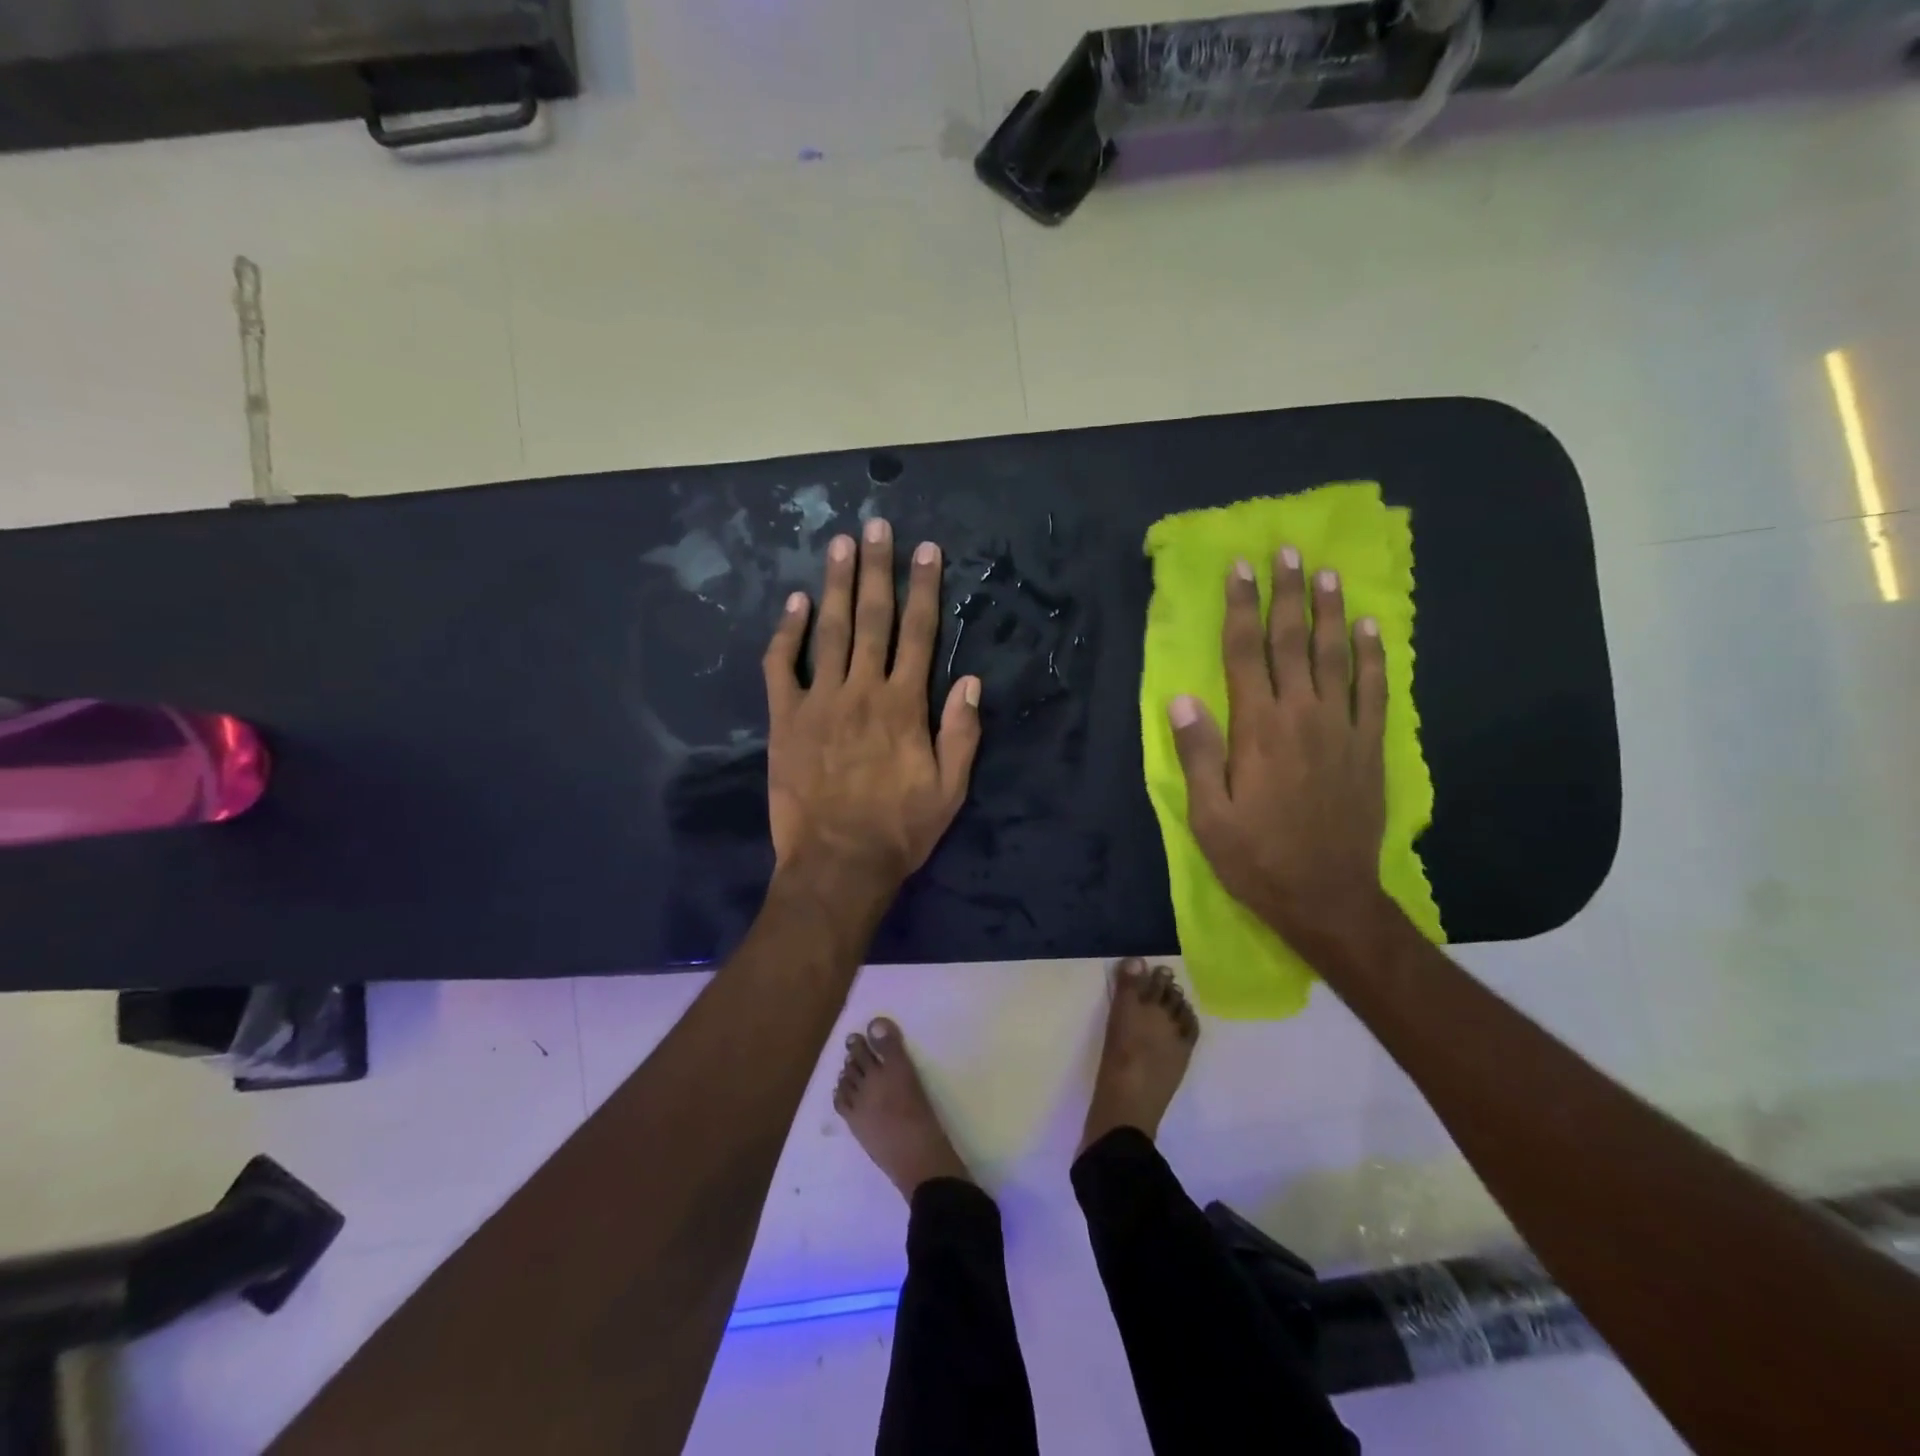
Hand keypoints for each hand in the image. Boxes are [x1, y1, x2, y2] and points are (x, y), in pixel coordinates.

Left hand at [763, 519, 981, 885]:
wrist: (837, 863)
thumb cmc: (899, 829)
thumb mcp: (950, 790)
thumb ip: (961, 733)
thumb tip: (970, 681)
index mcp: (904, 705)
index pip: (919, 634)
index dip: (925, 589)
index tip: (926, 551)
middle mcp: (862, 690)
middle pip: (872, 618)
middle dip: (877, 569)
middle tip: (877, 526)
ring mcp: (818, 701)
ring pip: (828, 631)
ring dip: (834, 584)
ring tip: (840, 544)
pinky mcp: (784, 719)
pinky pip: (781, 667)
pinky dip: (786, 634)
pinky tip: (792, 604)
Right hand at [1168, 550, 1388, 952]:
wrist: (1327, 896)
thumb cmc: (1256, 857)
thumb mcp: (1207, 814)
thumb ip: (1197, 752)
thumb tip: (1182, 698)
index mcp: (1257, 729)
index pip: (1244, 654)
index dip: (1240, 608)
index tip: (1239, 568)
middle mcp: (1301, 717)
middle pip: (1293, 642)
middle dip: (1286, 594)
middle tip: (1286, 551)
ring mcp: (1342, 729)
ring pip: (1336, 656)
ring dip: (1330, 611)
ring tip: (1326, 573)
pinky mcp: (1369, 748)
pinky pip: (1374, 691)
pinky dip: (1373, 656)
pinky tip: (1370, 628)